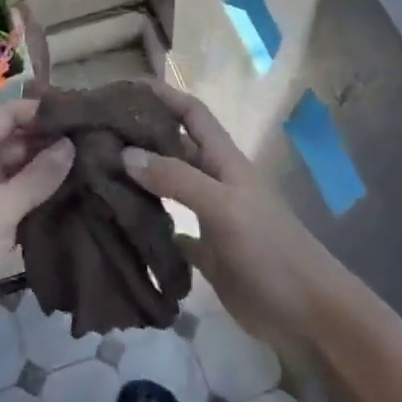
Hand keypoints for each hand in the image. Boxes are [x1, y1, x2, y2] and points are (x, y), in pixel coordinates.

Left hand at [0, 100, 74, 354]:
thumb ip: (36, 177)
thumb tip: (71, 145)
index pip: (4, 116)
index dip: (40, 111)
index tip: (82, 110)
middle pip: (13, 142)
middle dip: (49, 141)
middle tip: (97, 139)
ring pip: (18, 173)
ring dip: (49, 170)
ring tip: (95, 162)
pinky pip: (17, 201)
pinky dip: (41, 197)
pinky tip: (77, 194)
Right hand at [122, 83, 334, 344]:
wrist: (307, 314)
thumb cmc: (270, 250)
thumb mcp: (224, 207)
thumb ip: (177, 178)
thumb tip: (125, 153)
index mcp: (224, 161)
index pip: (192, 113)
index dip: (163, 95)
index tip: (123, 88)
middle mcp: (214, 182)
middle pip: (174, 147)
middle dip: (141, 135)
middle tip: (94, 134)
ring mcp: (210, 217)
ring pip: (168, 186)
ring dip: (139, 178)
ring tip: (97, 173)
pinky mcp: (206, 252)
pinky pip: (169, 229)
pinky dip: (148, 223)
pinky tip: (120, 224)